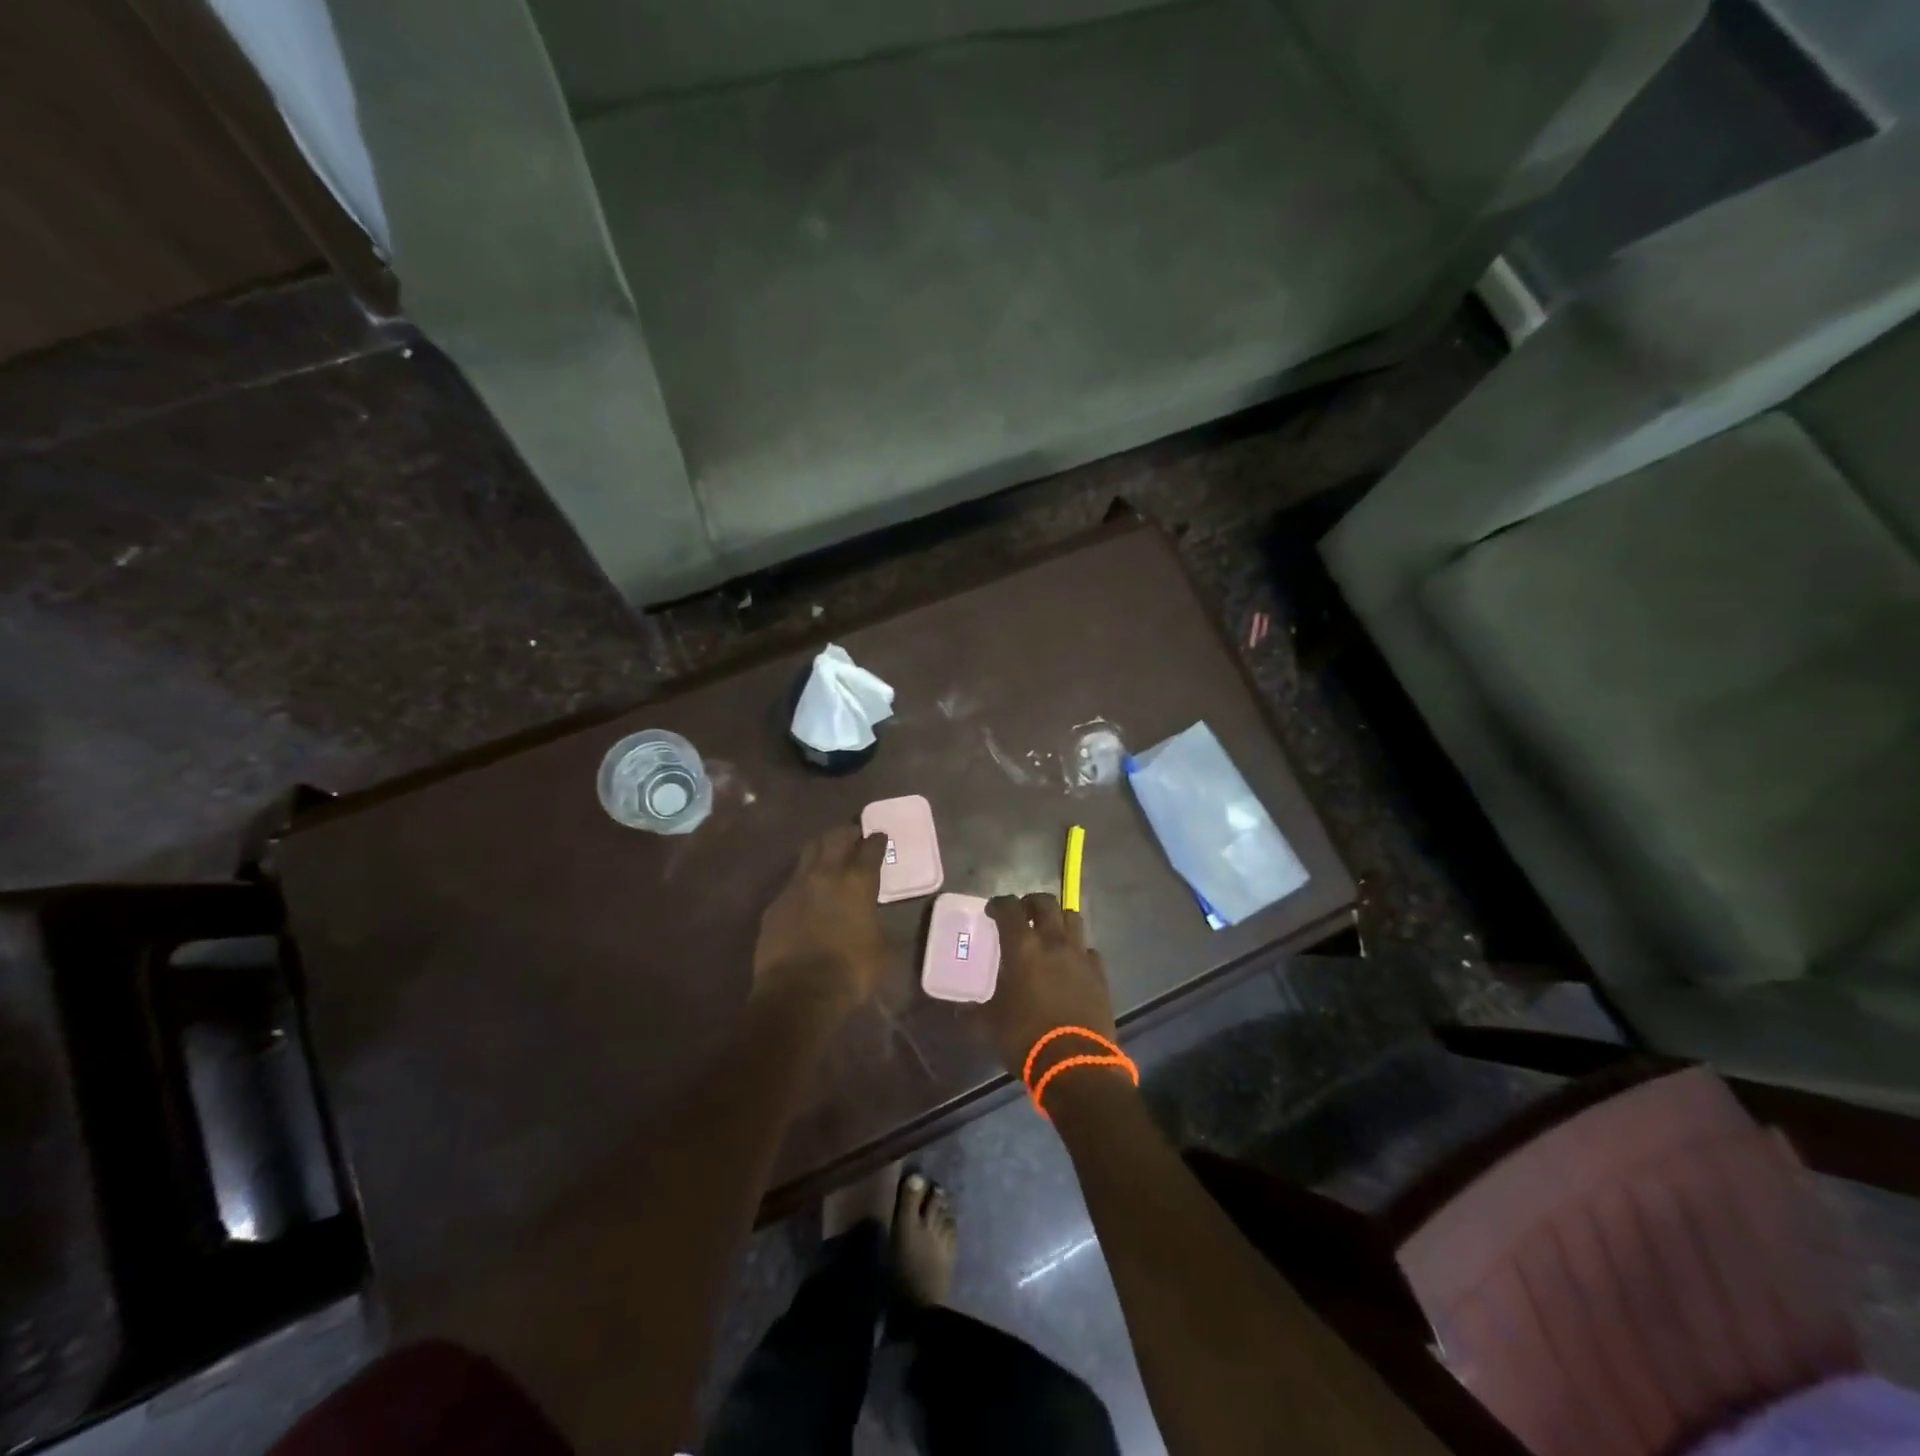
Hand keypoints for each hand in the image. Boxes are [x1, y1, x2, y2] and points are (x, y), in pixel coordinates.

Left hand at [754, 825, 888, 1020]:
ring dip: (821, 849)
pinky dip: (803, 880)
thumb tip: (871, 919)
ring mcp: (796, 886)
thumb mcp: (880, 949)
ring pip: (808, 852)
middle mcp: (826, 874)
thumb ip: (875, 923)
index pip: (871, 849)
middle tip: (853, 836)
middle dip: (846, 833)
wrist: (798, 994)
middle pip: (835, 837)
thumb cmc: (850, 973)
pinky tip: (806, 892)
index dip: (877, 840)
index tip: (879, 836)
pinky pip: (791, 881)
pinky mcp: (774, 904)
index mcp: (858, 883)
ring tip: (828, 855)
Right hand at [978, 894, 1116, 1079]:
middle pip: (1046, 903)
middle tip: (1022, 914)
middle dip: (1031, 903)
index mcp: (1022, 947)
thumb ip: (975, 1011)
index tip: (992, 910)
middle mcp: (1053, 942)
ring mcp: (1080, 956)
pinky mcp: (1100, 974)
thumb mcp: (990, 1026)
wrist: (1076, 1064)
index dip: (998, 904)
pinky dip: (1078, 950)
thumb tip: (962, 1010)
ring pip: (1072, 919)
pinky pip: (1089, 950)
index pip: (1009, 908)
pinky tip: (1071, 964)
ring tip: (1049, 932)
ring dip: (1058, 919)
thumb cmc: (1026, 1039)